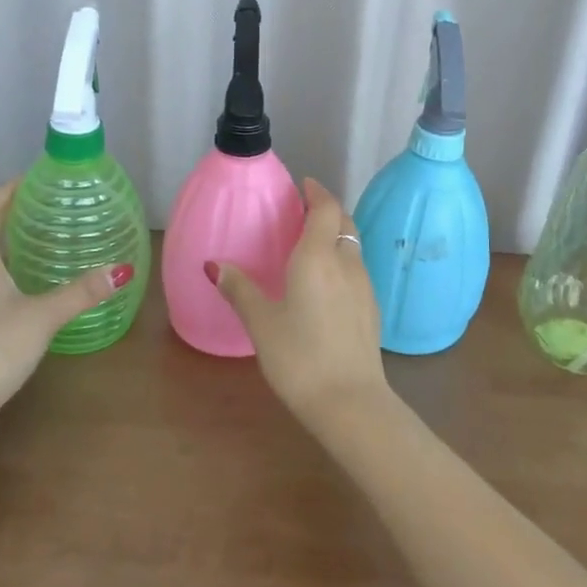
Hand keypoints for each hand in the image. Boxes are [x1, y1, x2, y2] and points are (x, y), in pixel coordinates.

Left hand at [0, 178, 132, 404]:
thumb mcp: (43, 315)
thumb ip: (82, 292)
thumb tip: (122, 269)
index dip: (6, 190)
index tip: (32, 179)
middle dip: (10, 214)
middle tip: (45, 207)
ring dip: (6, 243)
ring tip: (41, 239)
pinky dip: (4, 268)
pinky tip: (27, 283)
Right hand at [210, 177, 388, 426]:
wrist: (351, 402)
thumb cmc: (299, 357)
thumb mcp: (261, 322)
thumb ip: (239, 289)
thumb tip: (214, 264)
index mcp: (318, 257)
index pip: (325, 208)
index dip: (316, 192)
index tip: (304, 184)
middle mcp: (346, 263)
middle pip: (344, 223)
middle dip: (327, 210)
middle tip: (303, 211)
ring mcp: (364, 286)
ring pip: (353, 247)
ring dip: (336, 236)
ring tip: (311, 245)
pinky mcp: (372, 308)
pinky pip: (356, 270)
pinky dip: (342, 261)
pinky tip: (326, 283)